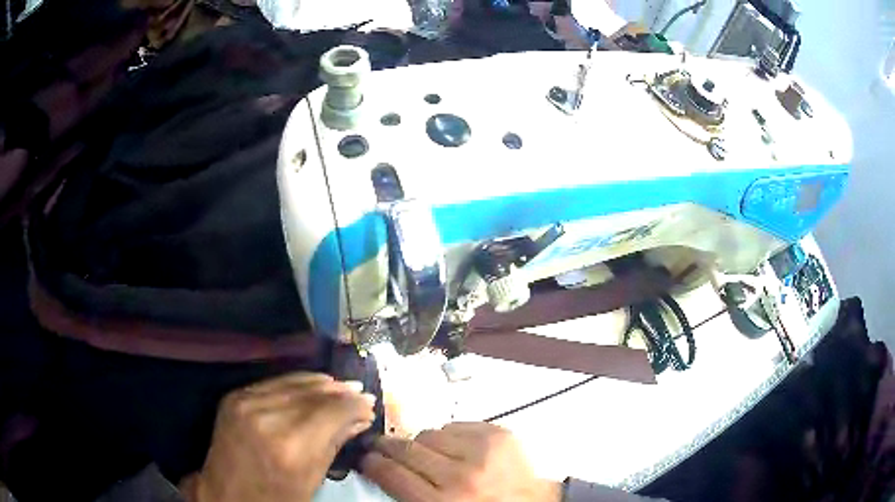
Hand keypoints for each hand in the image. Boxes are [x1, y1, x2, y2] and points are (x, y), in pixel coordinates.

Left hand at [182, 373, 375, 501]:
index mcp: (290, 447)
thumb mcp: (311, 480)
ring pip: (293, 383)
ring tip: (341, 386)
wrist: (225, 494)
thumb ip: (334, 444)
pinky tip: (312, 385)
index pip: (331, 412)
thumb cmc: (275, 499)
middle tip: (361, 392)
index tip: (369, 403)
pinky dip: (296, 383)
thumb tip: (360, 419)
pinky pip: (273, 383)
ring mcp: (246, 403)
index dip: (354, 405)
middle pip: (313, 394)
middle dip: (341, 392)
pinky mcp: (234, 396)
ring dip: (321, 384)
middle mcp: (266, 417)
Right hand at [361, 422, 561, 501]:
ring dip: (424, 444)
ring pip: (429, 433)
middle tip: (383, 447)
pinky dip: (451, 436)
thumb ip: (409, 494)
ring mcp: (482, 451)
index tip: (367, 457)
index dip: (372, 463)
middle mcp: (460, 476)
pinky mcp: (499, 434)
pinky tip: (458, 449)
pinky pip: (456, 425)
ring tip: (430, 454)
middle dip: (388, 447)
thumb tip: (381, 468)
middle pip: (405, 449)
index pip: (390, 474)